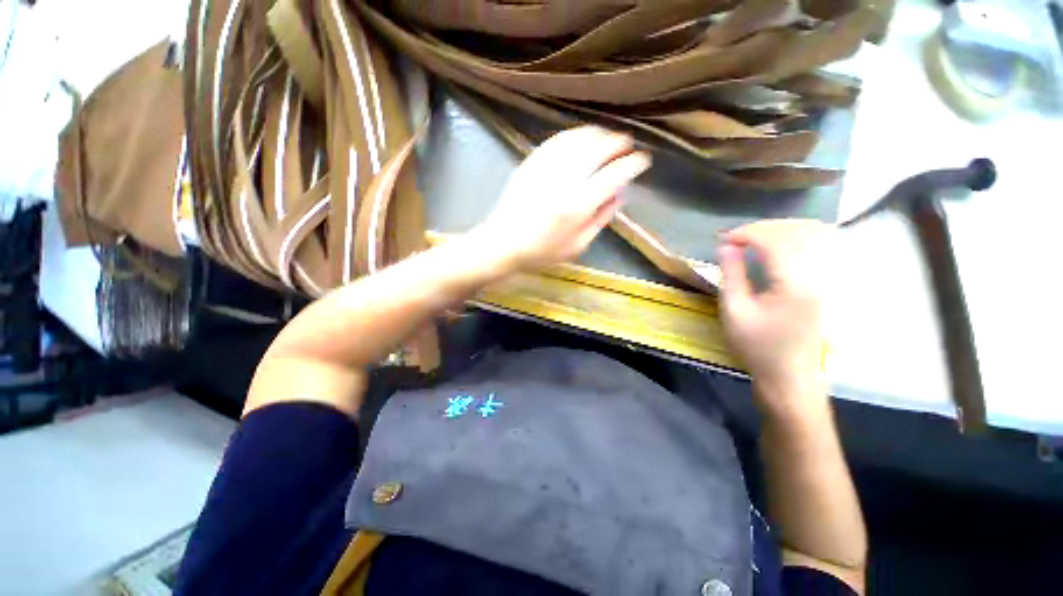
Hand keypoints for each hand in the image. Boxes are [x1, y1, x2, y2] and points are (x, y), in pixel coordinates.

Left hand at [474, 126, 651, 271]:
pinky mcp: (530, 163)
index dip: (632, 164)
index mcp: (577, 206)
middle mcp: (563, 181)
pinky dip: (574, 135)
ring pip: (578, 139)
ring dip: (597, 135)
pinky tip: (581, 139)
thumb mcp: (577, 246)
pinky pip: (557, 140)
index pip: (613, 176)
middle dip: (617, 143)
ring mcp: (544, 169)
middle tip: (626, 145)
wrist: (503, 243)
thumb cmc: (542, 252)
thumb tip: (620, 194)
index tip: (642, 161)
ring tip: (607, 138)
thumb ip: (600, 219)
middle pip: (597, 149)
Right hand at [718, 220, 829, 415]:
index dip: (748, 233)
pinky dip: (790, 242)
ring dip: (779, 232)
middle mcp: (815, 276)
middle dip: (763, 228)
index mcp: (793, 283)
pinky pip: (811, 251)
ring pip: (810, 238)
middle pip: (798, 233)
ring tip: (751, 239)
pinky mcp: (821, 287)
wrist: (789, 378)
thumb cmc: (757, 347)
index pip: (775, 241)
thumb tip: (726, 247)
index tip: (723, 239)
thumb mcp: (734, 311)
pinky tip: (772, 249)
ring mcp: (823, 281)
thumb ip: (732, 275)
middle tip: (735, 237)